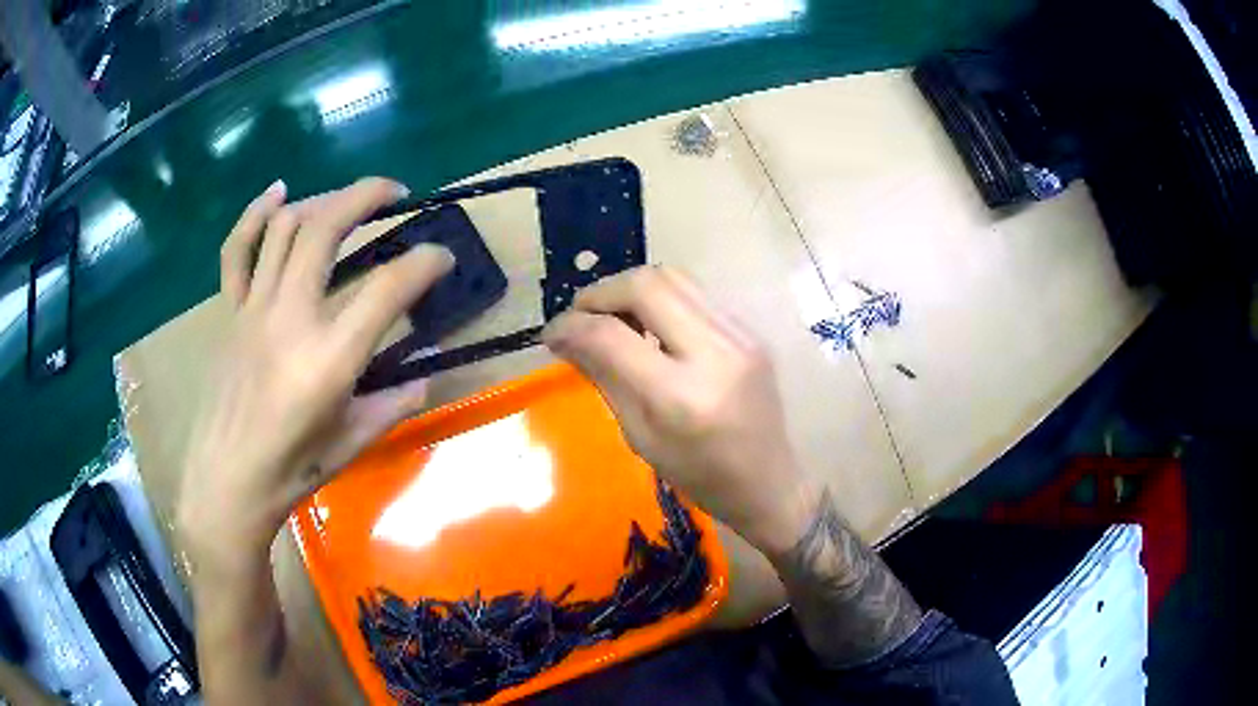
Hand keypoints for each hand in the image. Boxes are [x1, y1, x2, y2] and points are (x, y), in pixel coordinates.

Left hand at [176, 178, 454, 572]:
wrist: (227, 483)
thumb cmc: (292, 471)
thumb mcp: (353, 443)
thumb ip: (394, 402)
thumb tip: (425, 375)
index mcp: (329, 358)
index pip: (388, 288)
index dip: (426, 262)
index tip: (442, 257)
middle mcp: (290, 317)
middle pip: (327, 228)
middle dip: (368, 195)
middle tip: (396, 193)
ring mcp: (254, 309)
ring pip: (286, 227)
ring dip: (323, 199)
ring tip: (347, 201)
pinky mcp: (231, 313)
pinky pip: (238, 250)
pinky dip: (256, 214)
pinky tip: (277, 193)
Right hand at [542, 266, 816, 553]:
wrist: (769, 482)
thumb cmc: (700, 476)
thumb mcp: (641, 438)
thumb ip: (605, 377)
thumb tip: (566, 336)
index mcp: (681, 397)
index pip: (612, 336)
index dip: (571, 325)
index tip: (551, 333)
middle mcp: (715, 353)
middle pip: (646, 284)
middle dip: (601, 292)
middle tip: (580, 315)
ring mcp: (740, 335)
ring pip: (673, 277)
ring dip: (630, 289)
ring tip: (611, 316)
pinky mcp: (750, 331)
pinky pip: (695, 294)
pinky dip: (661, 300)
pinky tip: (649, 325)